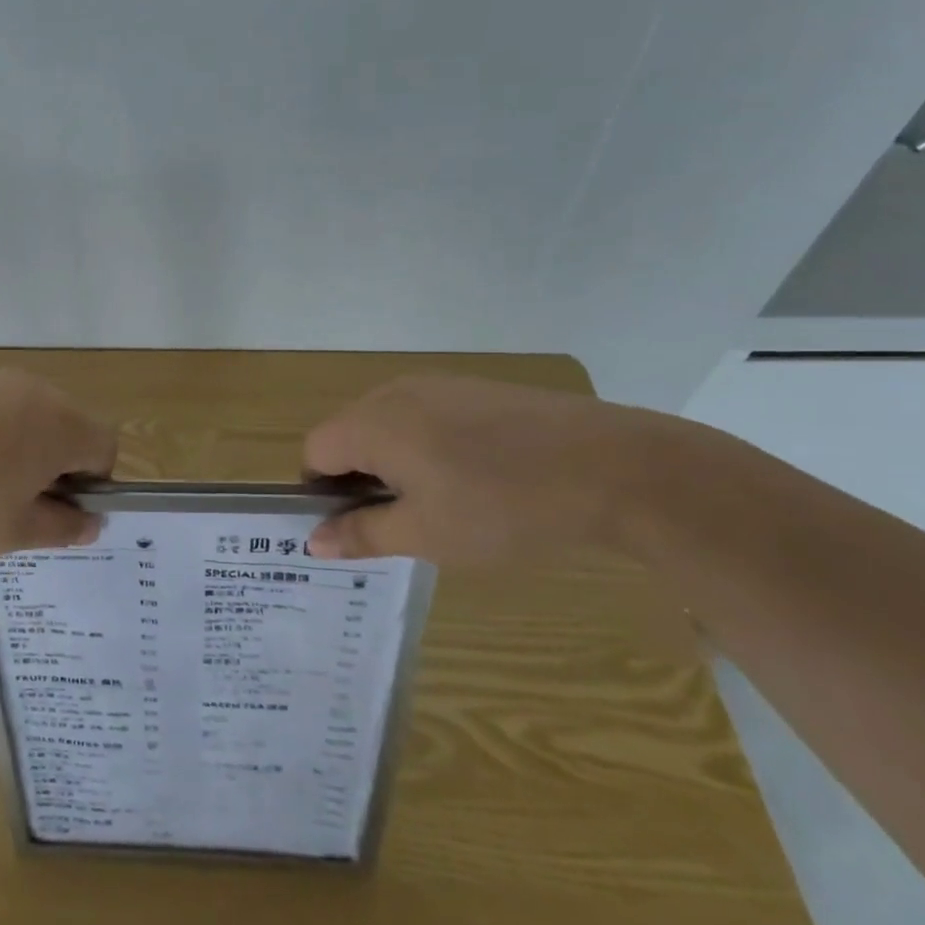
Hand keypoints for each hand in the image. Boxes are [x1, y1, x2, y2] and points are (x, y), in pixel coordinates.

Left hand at [0, 369, 117, 560]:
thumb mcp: (14, 532)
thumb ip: (62, 527)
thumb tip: (90, 523)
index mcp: (59, 425)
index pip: (105, 445)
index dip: (93, 482)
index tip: (57, 509)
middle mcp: (32, 391)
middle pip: (66, 425)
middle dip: (54, 464)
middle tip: (17, 503)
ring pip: (24, 415)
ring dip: (17, 448)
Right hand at [303, 374, 676, 565]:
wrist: (611, 465)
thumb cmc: (502, 507)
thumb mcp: (426, 535)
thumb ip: (361, 535)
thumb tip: (313, 540)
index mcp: (371, 423)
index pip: (315, 451)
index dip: (323, 492)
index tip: (359, 526)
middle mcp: (393, 393)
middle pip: (347, 433)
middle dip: (358, 478)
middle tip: (400, 521)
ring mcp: (436, 384)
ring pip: (386, 424)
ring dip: (393, 462)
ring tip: (439, 502)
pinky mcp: (472, 387)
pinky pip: (424, 415)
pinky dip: (426, 445)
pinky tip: (473, 476)